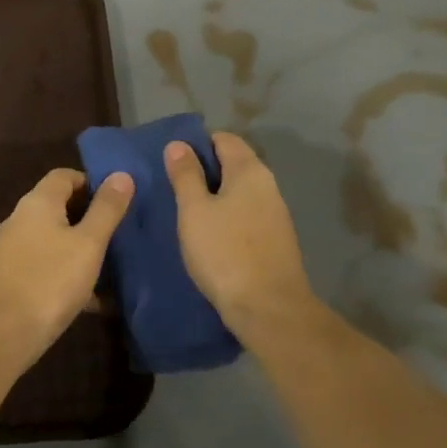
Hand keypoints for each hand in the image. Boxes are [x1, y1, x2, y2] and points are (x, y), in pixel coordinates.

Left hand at [0, 167, 133, 374]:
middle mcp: (21, 219)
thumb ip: (106, 209)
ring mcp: (13, 250)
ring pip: (55, 240)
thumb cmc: (49, 281)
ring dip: (82, 250)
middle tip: (122, 234)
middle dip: (90, 218)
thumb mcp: (88, 243)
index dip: (92, 182)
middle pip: (59, 207)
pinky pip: (47, 267)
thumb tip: (121, 174)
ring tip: (114, 268)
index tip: (118, 201)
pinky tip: (94, 301)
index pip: (65, 176)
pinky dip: (69, 275)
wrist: (0, 334)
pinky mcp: (11, 278)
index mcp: (38, 202)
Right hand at [164, 131, 315, 333]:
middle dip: (204, 170)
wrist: (268, 308)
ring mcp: (275, 214)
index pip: (224, 139)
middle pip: (233, 164)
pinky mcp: (275, 240)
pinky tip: (209, 235)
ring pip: (240, 192)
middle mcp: (268, 186)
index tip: (172, 160)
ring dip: (215, 196)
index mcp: (249, 171)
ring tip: (186, 211)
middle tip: (172, 186)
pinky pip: (246, 215)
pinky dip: (227, 216)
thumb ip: (185, 175)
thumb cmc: (225, 252)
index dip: (196, 143)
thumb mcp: (194, 211)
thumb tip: (178, 145)